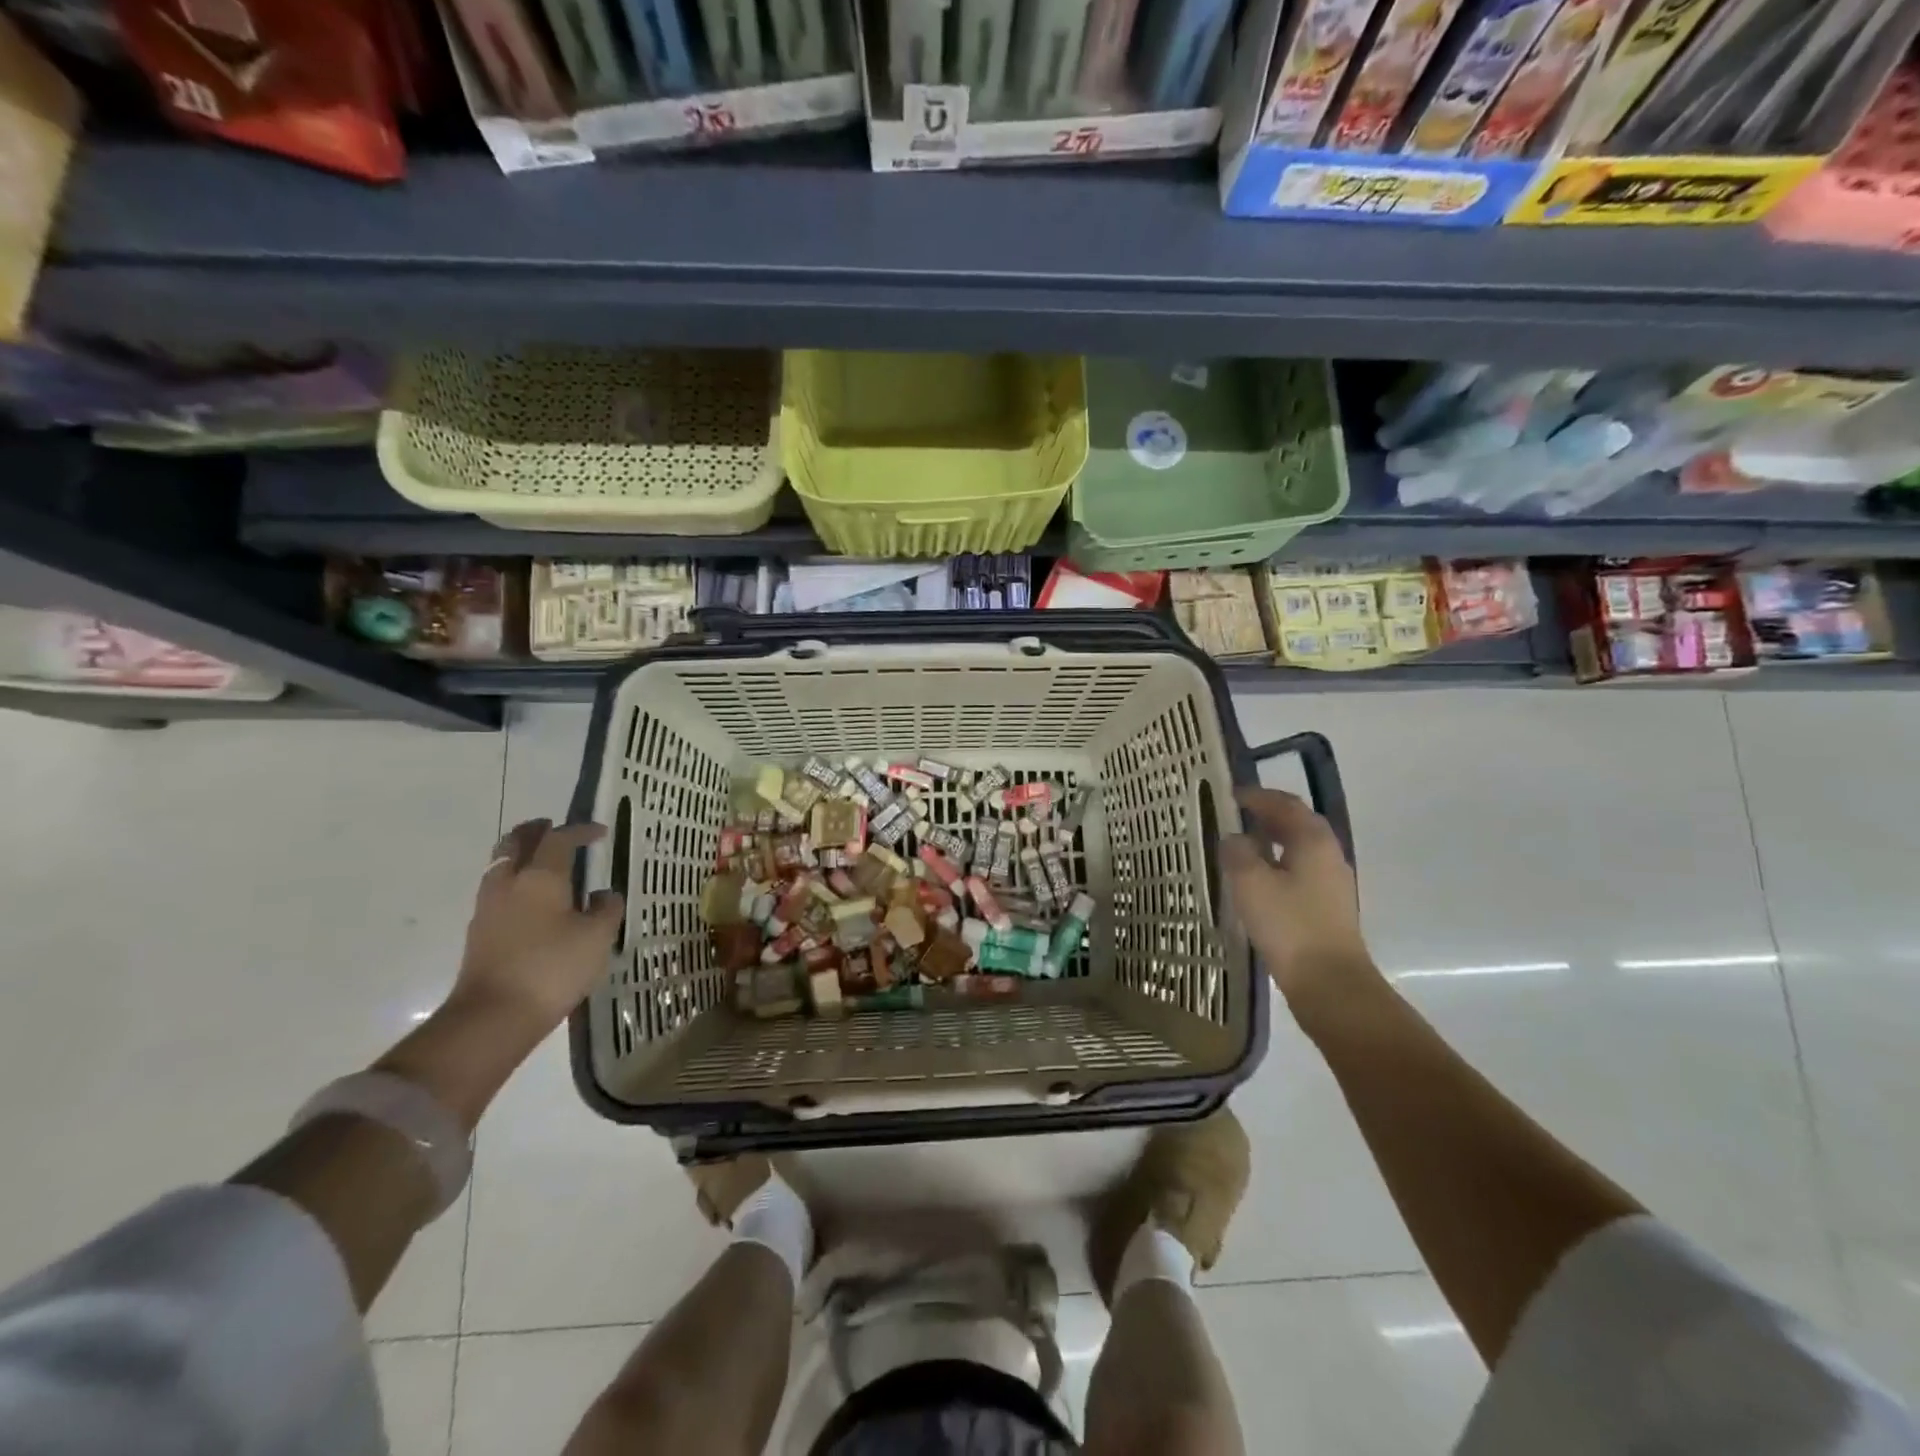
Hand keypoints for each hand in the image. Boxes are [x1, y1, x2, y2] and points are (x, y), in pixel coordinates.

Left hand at [451, 819, 624, 1037]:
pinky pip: (497, 890)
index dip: (581, 831)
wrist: (493, 1017)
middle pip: (516, 842)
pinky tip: (531, 899)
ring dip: (521, 855)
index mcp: (540, 877)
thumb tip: (602, 895)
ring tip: (543, 862)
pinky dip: (514, 881)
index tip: (601, 832)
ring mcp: (488, 908)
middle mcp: (509, 883)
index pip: (559, 839)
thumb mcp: (597, 937)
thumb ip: (606, 909)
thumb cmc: (552, 968)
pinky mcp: (479, 932)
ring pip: (501, 865)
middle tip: (554, 829)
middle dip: (536, 831)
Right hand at [1221, 788, 1381, 1027]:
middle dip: (1264, 816)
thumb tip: (1233, 837)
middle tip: (1231, 818)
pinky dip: (1276, 865)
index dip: (1256, 796)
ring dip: (1269, 842)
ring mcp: (1331, 881)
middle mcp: (1327, 853)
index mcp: (1312, 839)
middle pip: (1295, 823)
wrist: (1329, 983)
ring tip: (1237, 849)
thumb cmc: (1288, 925)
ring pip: (1297, 848)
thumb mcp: (1250, 882)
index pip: (1284, 803)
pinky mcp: (1327, 906)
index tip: (1228, 795)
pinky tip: (1255, 882)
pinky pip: (1299, 871)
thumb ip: (1237, 852)